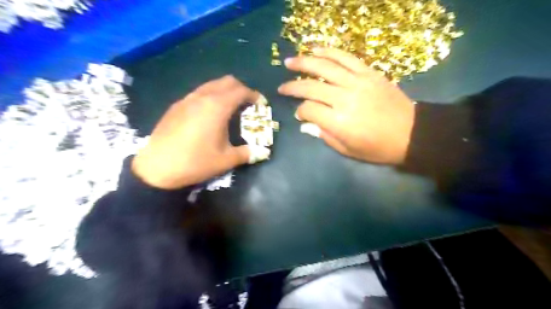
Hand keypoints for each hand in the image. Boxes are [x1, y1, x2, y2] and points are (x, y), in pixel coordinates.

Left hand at [132, 76, 270, 189]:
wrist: (157, 168)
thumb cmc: (196, 162)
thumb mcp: (225, 160)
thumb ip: (247, 153)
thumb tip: (264, 152)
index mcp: (217, 107)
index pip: (241, 91)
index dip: (254, 95)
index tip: (261, 104)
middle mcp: (202, 97)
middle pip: (226, 81)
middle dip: (241, 89)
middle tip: (247, 104)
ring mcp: (187, 100)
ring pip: (211, 85)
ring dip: (224, 91)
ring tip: (230, 108)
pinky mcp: (176, 106)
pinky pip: (198, 93)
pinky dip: (210, 97)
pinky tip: (209, 115)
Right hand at [278, 48, 414, 165]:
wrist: (412, 133)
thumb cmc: (377, 147)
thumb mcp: (348, 150)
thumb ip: (324, 135)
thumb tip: (305, 124)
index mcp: (338, 122)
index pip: (308, 110)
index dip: (300, 112)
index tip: (300, 115)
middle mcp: (344, 98)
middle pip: (310, 87)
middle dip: (292, 86)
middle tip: (282, 86)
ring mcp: (357, 82)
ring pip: (324, 67)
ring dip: (304, 62)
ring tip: (290, 62)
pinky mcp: (369, 72)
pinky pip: (345, 58)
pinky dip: (328, 52)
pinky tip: (315, 50)